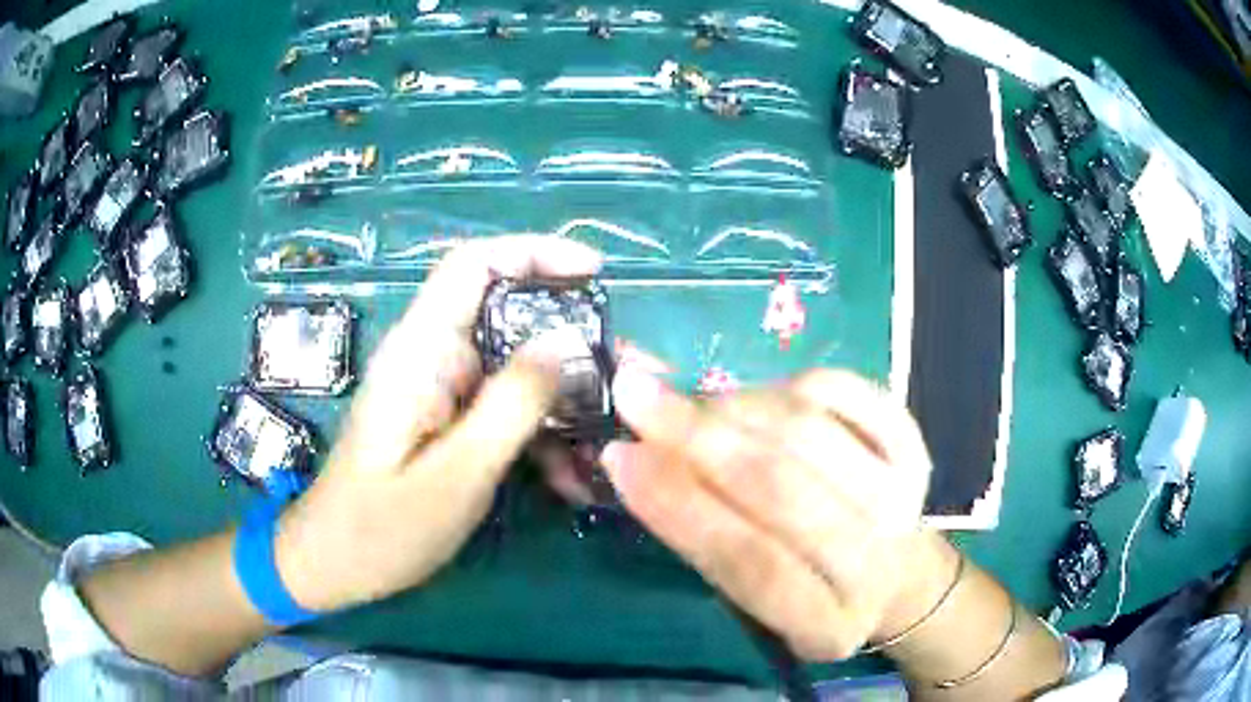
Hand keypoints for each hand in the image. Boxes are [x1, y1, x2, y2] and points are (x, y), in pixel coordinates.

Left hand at [274, 236, 601, 610]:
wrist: (335, 563)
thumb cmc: (382, 528)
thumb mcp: (456, 475)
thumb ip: (510, 406)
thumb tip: (562, 341)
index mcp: (420, 352)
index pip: (473, 265)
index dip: (534, 252)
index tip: (594, 273)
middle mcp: (431, 357)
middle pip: (507, 313)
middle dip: (571, 337)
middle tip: (628, 374)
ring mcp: (440, 389)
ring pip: (514, 364)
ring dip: (565, 393)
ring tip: (612, 431)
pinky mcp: (448, 418)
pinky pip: (505, 405)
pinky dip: (542, 428)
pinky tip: (574, 474)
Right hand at [601, 361, 958, 659]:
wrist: (891, 571)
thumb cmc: (803, 586)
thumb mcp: (748, 594)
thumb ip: (700, 536)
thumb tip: (637, 455)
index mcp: (827, 624)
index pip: (748, 563)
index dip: (679, 507)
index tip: (621, 456)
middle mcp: (876, 563)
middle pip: (781, 489)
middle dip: (697, 436)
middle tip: (634, 393)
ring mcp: (904, 498)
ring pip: (806, 433)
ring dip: (733, 406)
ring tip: (692, 404)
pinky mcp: (914, 444)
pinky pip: (841, 390)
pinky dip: (783, 384)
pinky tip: (754, 398)